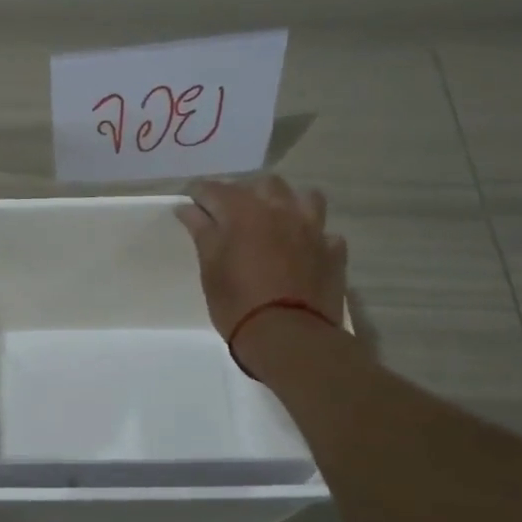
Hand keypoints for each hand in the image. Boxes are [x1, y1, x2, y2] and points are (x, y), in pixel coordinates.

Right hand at [176, 176, 347, 344]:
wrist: (288, 337)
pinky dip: (312, 236)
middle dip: (245, 193)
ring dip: (287, 204)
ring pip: (304, 197)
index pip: (215, 189)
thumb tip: (188, 208)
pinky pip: (325, 232)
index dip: (199, 195)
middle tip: (231, 215)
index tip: (190, 205)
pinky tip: (304, 250)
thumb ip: (202, 231)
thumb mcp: (210, 268)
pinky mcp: (333, 251)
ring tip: (275, 222)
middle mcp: (281, 210)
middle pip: (263, 184)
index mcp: (244, 211)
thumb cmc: (237, 303)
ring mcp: (312, 228)